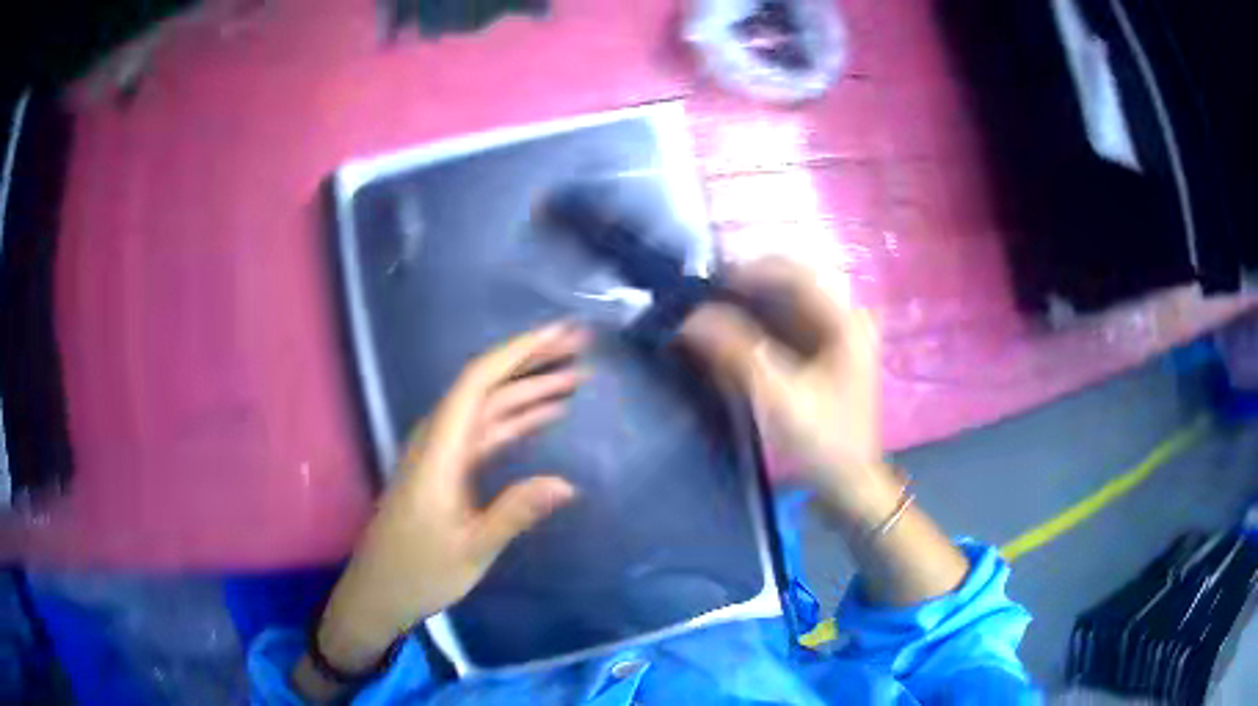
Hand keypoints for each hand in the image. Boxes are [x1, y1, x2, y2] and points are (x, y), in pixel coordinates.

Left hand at [316, 322, 589, 671]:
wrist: (379, 591)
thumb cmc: (420, 571)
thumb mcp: (472, 549)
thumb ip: (516, 512)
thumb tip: (568, 484)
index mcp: (439, 450)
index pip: (477, 381)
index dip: (519, 352)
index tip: (559, 336)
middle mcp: (438, 440)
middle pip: (486, 386)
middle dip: (532, 362)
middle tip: (579, 347)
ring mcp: (441, 453)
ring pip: (489, 408)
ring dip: (529, 390)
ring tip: (575, 377)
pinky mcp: (445, 469)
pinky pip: (485, 433)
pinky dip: (517, 420)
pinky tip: (545, 417)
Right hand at [680, 258, 891, 519]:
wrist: (849, 483)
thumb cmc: (824, 442)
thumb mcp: (780, 398)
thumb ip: (737, 353)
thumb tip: (689, 318)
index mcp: (846, 321)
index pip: (796, 273)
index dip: (749, 271)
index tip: (707, 284)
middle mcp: (845, 317)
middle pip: (789, 284)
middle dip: (744, 288)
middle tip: (701, 299)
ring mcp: (836, 333)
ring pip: (785, 302)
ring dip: (747, 306)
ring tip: (707, 315)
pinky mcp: (824, 351)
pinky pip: (786, 323)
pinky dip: (756, 326)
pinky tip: (729, 337)